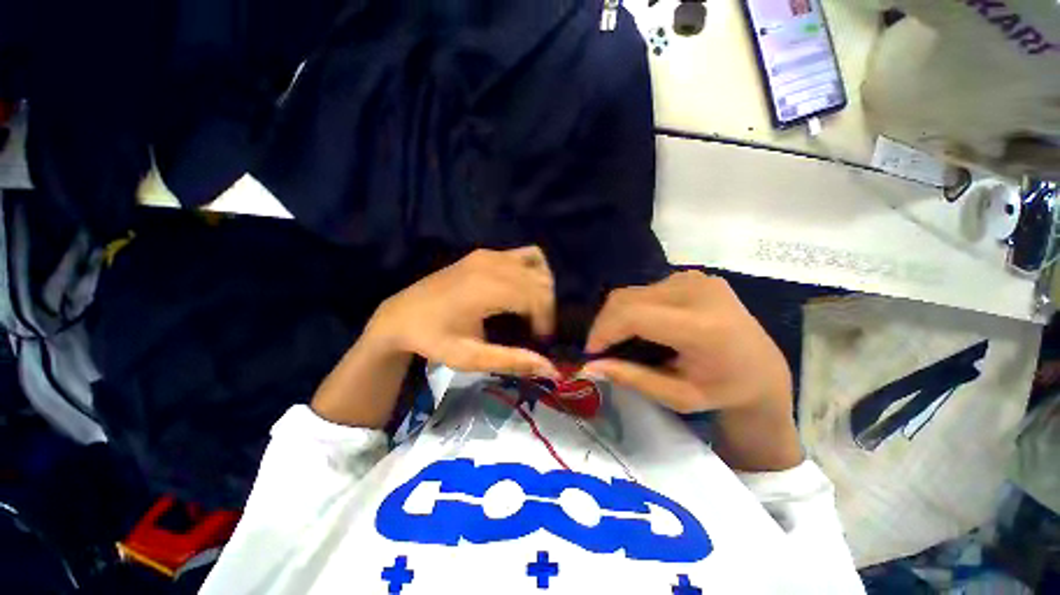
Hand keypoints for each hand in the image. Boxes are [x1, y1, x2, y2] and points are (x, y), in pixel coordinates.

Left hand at [312, 247, 558, 428]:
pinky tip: (524, 288)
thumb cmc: (434, 339)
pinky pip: (523, 254)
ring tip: (533, 311)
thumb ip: (512, 361)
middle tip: (537, 330)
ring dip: (543, 288)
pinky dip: (533, 270)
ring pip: (537, 264)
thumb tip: (551, 369)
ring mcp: (488, 254)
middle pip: (540, 280)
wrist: (401, 315)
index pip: (536, 297)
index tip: (540, 340)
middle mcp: (491, 264)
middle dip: (547, 306)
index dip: (546, 319)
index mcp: (485, 289)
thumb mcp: (470, 358)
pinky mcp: (484, 253)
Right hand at [582, 271, 801, 470]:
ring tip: (620, 340)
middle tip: (601, 348)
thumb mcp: (677, 396)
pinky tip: (641, 326)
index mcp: (702, 327)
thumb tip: (589, 366)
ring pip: (632, 292)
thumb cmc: (724, 391)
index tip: (591, 352)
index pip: (633, 315)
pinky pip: (646, 289)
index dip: (603, 331)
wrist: (765, 370)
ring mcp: (696, 279)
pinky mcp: (693, 276)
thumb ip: (631, 378)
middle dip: (604, 323)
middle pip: (626, 298)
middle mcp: (698, 292)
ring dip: (617, 316)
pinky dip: (633, 308)